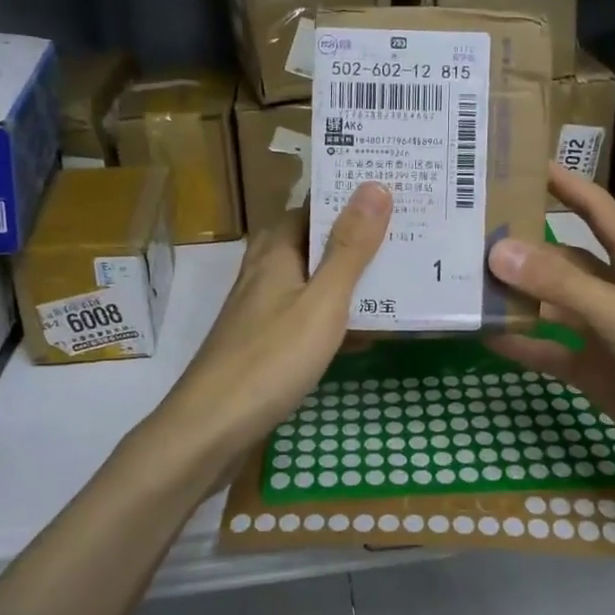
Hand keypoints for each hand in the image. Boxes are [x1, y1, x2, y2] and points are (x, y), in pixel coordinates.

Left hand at [159, 183, 392, 465]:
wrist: (210, 428)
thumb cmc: (271, 359)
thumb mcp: (322, 301)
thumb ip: (349, 248)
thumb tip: (374, 185)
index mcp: (276, 252)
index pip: (312, 207)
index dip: (348, 197)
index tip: (393, 192)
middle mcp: (264, 273)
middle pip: (311, 242)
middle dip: (354, 237)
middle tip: (404, 234)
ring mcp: (261, 310)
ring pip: (310, 280)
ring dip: (346, 277)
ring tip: (396, 275)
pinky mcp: (263, 343)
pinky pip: (306, 315)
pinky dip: (334, 316)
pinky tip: (364, 332)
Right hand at [486, 165, 614, 507]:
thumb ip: (561, 286)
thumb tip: (496, 251)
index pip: (598, 213)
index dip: (567, 186)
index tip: (524, 164)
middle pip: (564, 262)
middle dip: (524, 247)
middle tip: (469, 233)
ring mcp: (605, 338)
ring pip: (550, 308)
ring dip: (515, 297)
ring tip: (465, 282)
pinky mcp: (595, 376)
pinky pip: (549, 354)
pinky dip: (520, 345)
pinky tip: (484, 336)